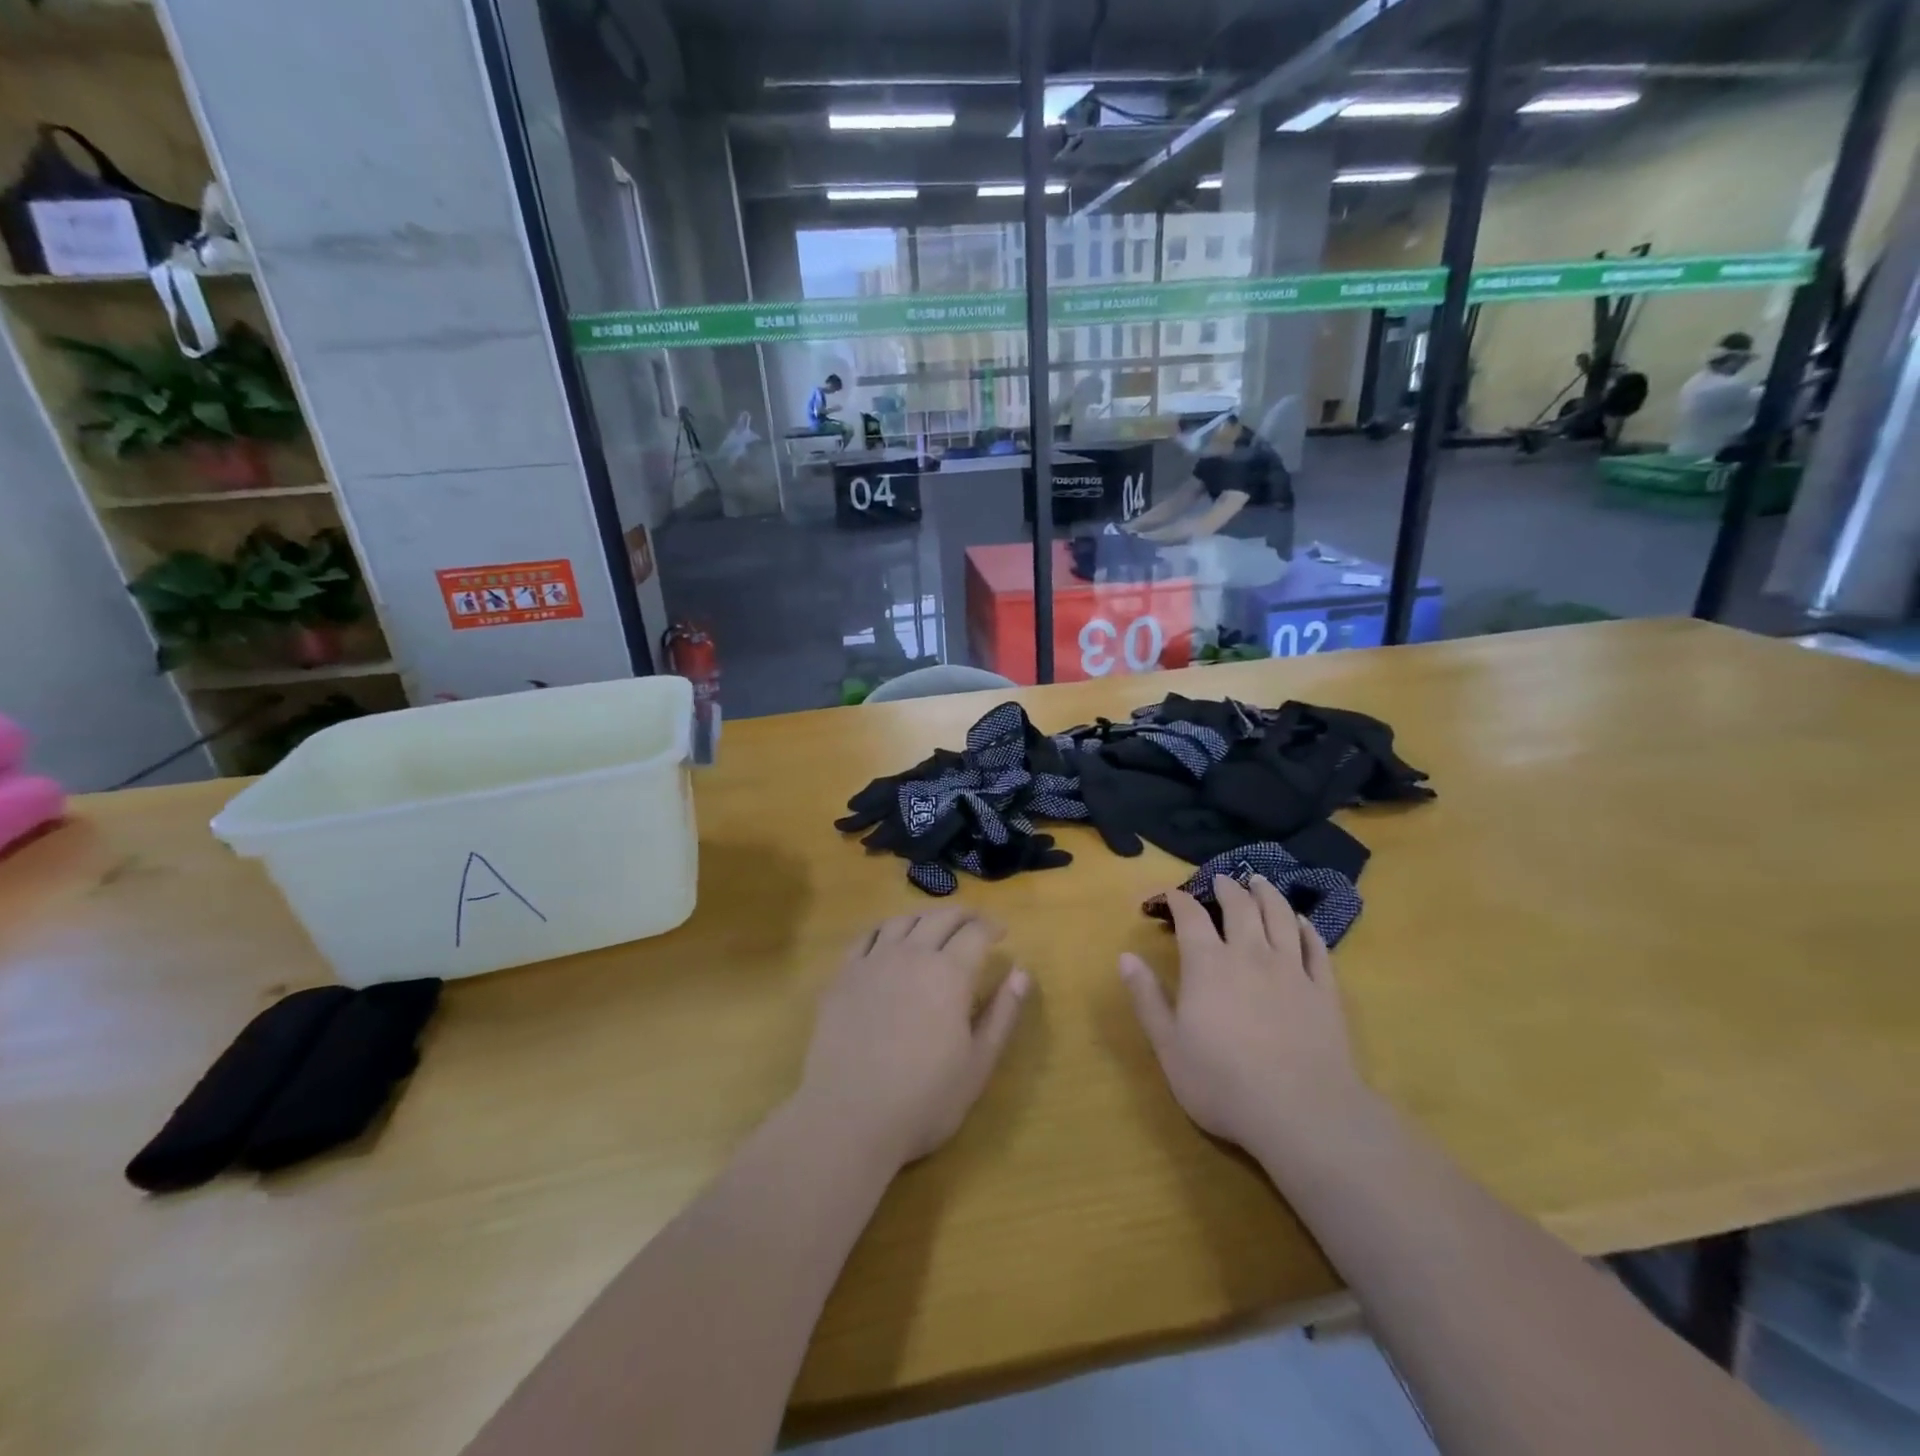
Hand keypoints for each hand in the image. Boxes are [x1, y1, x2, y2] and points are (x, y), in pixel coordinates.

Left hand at [797, 907, 1029, 1171]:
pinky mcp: (843, 976)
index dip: (992, 927)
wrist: (849, 1117)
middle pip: (940, 918)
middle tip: (975, 923)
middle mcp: (912, 954)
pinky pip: (866, 936)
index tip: (1001, 932)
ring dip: (925, 917)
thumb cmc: (924, 1099)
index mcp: (950, 973)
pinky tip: (889, 938)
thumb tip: (1022, 973)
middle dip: (963, 915)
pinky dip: (885, 928)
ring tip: (934, 927)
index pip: (975, 932)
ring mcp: (873, 962)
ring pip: (902, 921)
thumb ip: (1002, 1014)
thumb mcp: (978, 1064)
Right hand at [1121, 877, 1362, 1153]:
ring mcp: (1292, 970)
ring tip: (1260, 881)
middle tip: (1221, 879)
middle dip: (1227, 888)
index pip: (1190, 916)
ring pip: (1280, 917)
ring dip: (1268, 894)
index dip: (1178, 899)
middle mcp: (1250, 954)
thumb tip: (1125, 956)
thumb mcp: (1168, 1045)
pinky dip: (1308, 928)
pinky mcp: (1324, 991)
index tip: (1169, 894)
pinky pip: (1316, 948)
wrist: (1303, 1114)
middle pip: (1239, 907)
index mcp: (1207, 964)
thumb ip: (1147, 997)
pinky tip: (1303, 921)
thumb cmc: (1223, 1083)